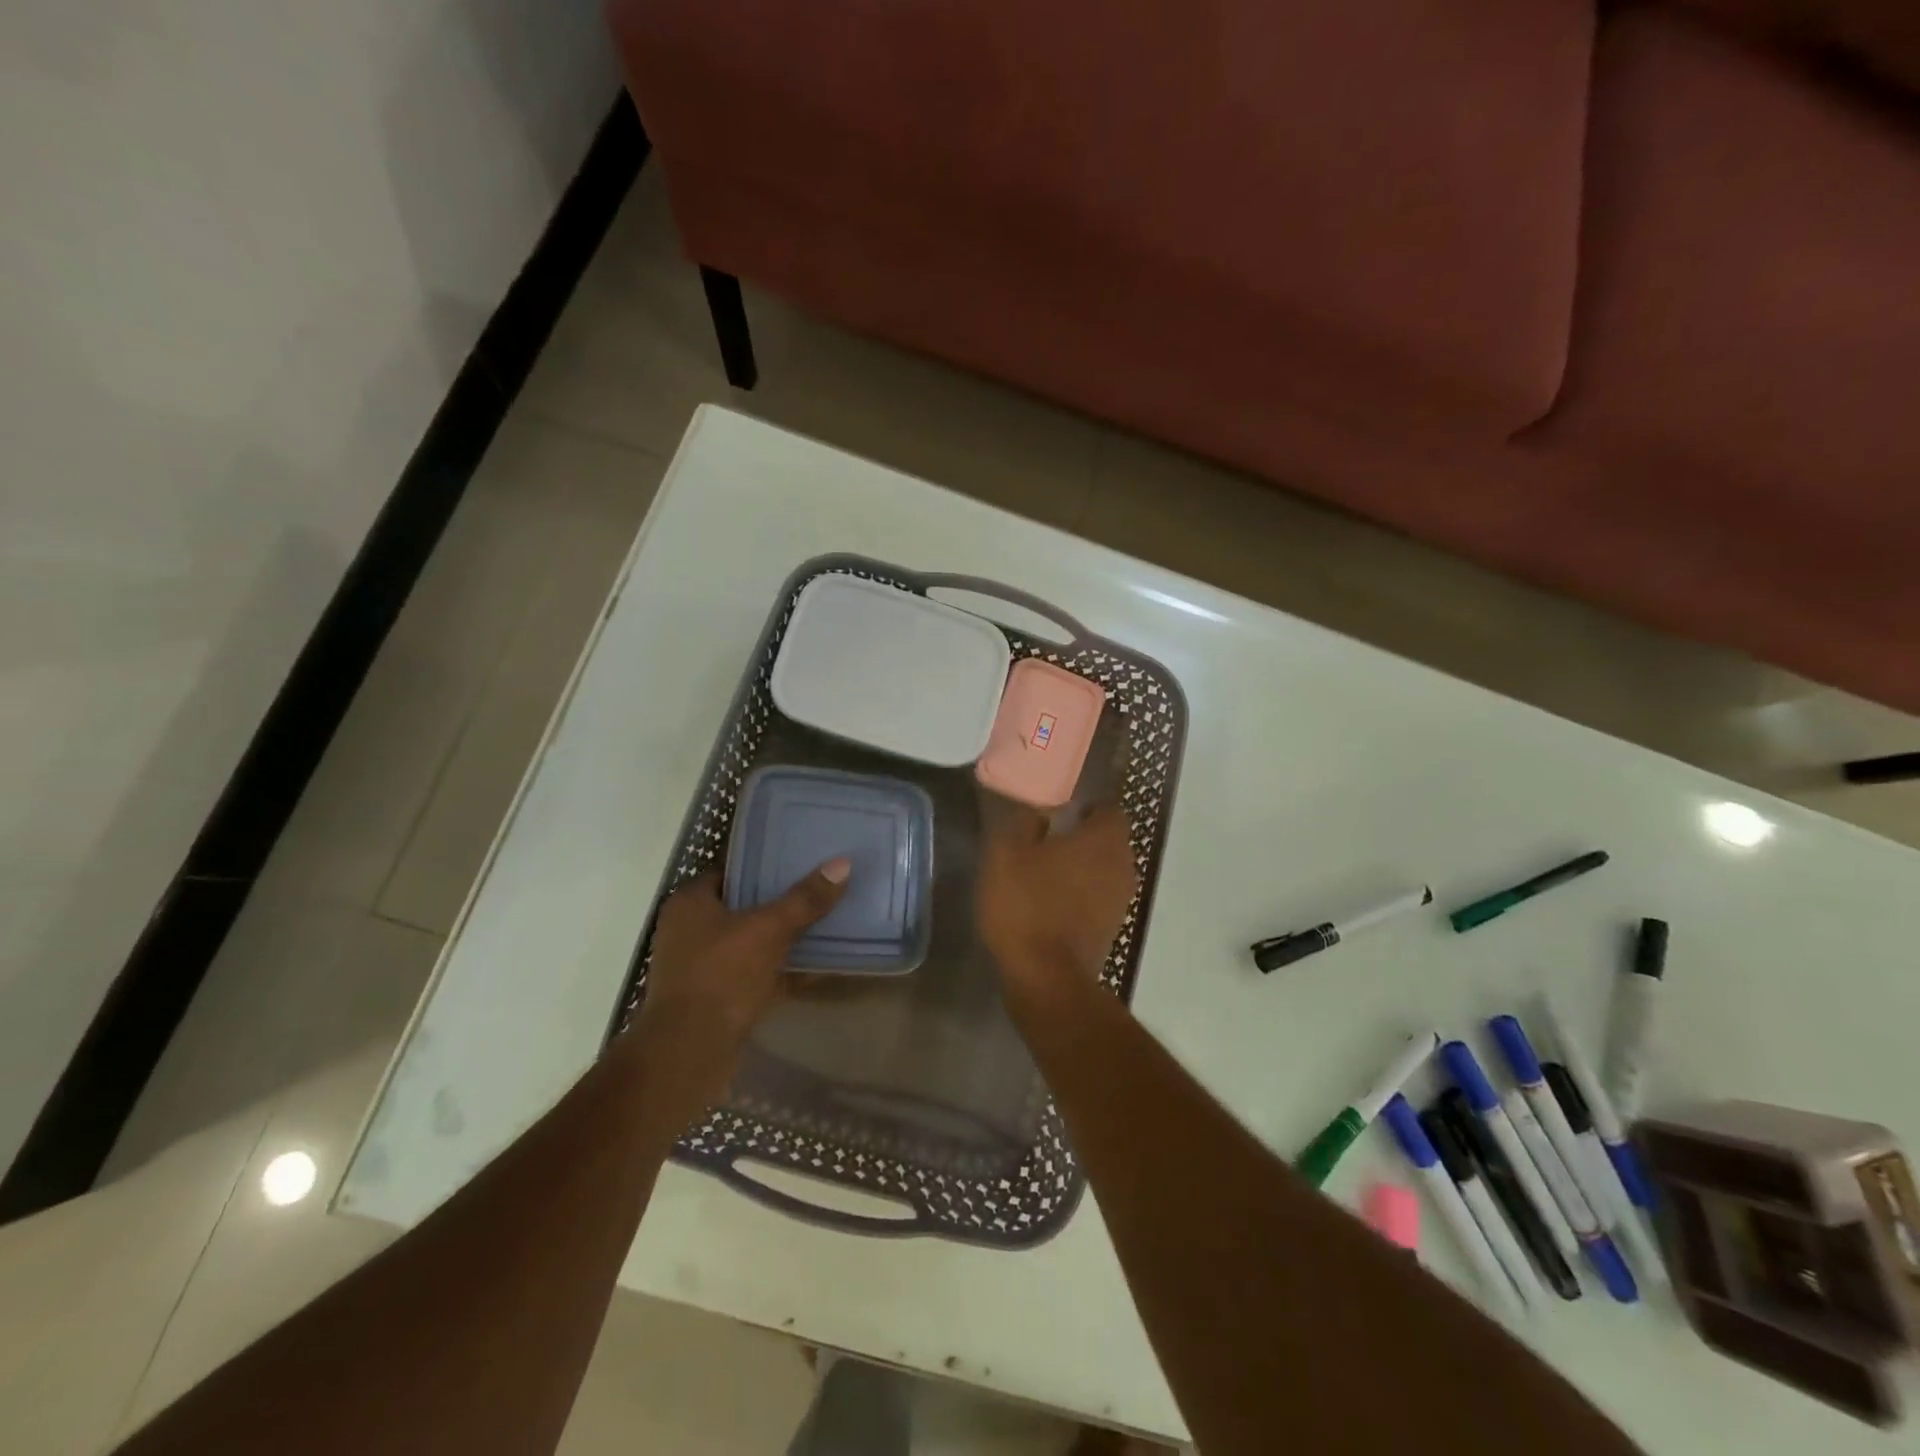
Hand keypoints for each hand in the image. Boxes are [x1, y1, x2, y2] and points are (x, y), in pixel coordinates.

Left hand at [630, 860, 848, 1109]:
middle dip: (779, 903)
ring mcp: (699, 967)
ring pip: (750, 943)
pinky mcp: (714, 998)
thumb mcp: (770, 930)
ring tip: (824, 924)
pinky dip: (780, 972)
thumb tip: (842, 863)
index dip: (765, 865)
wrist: (689, 1052)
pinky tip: (816, 969)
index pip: (731, 871)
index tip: (800, 862)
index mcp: (691, 903)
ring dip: (782, 939)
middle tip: (819, 891)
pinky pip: (753, 975)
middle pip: (743, 907)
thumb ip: (805, 899)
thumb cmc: (722, 975)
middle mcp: (689, 930)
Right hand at [977, 804, 1138, 998]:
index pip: (1108, 807)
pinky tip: (1053, 900)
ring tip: (1047, 870)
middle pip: (1109, 839)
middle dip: (1083, 836)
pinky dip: (1082, 893)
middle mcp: (1123, 864)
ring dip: (1083, 866)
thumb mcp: (1007, 853)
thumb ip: (1025, 822)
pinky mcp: (1112, 926)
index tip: (1058, 811)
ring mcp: (1122, 898)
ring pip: (1105, 868)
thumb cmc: (1026, 905)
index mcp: (1103, 838)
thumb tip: (1040, 810)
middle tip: (1047, 838)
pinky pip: (1100, 896)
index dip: (1085, 806)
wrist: (1046, 977)